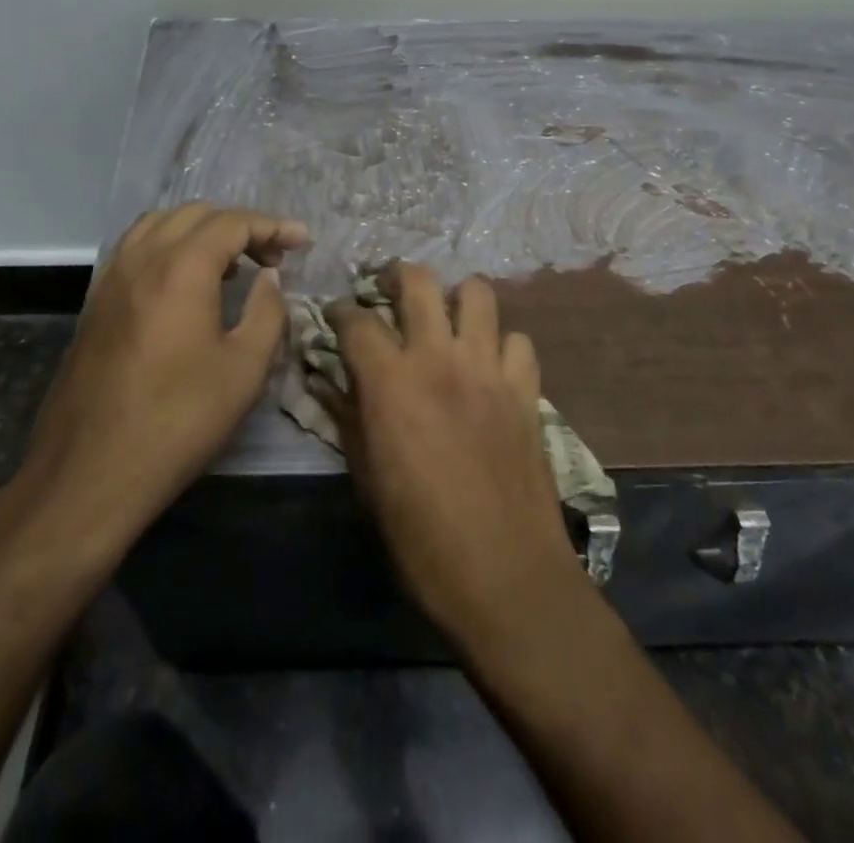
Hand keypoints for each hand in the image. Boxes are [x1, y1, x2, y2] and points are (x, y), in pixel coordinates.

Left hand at [0, 204, 308, 561]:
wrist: (90, 472)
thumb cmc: (178, 420)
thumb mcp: (244, 370)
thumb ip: (267, 311)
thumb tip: (269, 277)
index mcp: (181, 268)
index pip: (233, 224)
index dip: (273, 226)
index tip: (302, 241)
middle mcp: (142, 258)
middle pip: (196, 214)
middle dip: (239, 225)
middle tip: (272, 257)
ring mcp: (112, 277)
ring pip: (160, 224)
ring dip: (200, 230)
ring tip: (229, 264)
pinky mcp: (95, 301)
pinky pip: (136, 248)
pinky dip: (168, 245)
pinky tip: (184, 281)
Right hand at [321, 263, 584, 646]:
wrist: (505, 578)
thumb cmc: (421, 538)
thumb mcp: (367, 480)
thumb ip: (346, 418)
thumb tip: (326, 381)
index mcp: (392, 381)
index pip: (357, 320)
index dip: (340, 311)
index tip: (336, 317)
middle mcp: (440, 358)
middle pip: (420, 281)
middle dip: (397, 276)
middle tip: (389, 292)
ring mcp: (489, 369)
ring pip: (478, 293)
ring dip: (456, 299)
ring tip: (445, 321)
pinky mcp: (527, 390)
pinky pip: (517, 341)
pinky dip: (500, 344)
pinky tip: (490, 367)